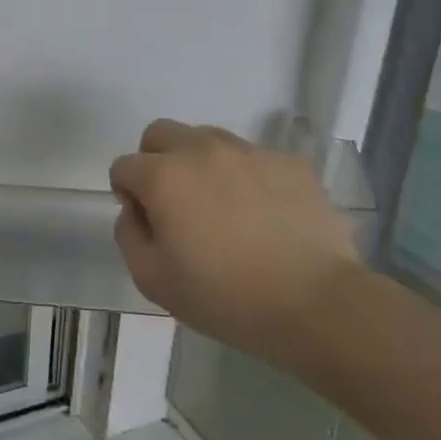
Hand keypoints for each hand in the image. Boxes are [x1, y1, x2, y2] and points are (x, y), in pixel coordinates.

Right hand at [110, 120, 362, 373]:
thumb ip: (128, 235)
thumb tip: (136, 211)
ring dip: (199, 163)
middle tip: (174, 203)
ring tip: (220, 206)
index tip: (148, 224)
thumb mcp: (151, 279)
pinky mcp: (290, 163)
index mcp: (163, 176)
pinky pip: (252, 157)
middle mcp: (201, 150)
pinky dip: (245, 176)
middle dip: (155, 161)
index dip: (127, 194)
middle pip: (159, 134)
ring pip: (206, 138)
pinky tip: (261, 214)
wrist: (317, 306)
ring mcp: (250, 153)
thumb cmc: (225, 297)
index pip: (123, 166)